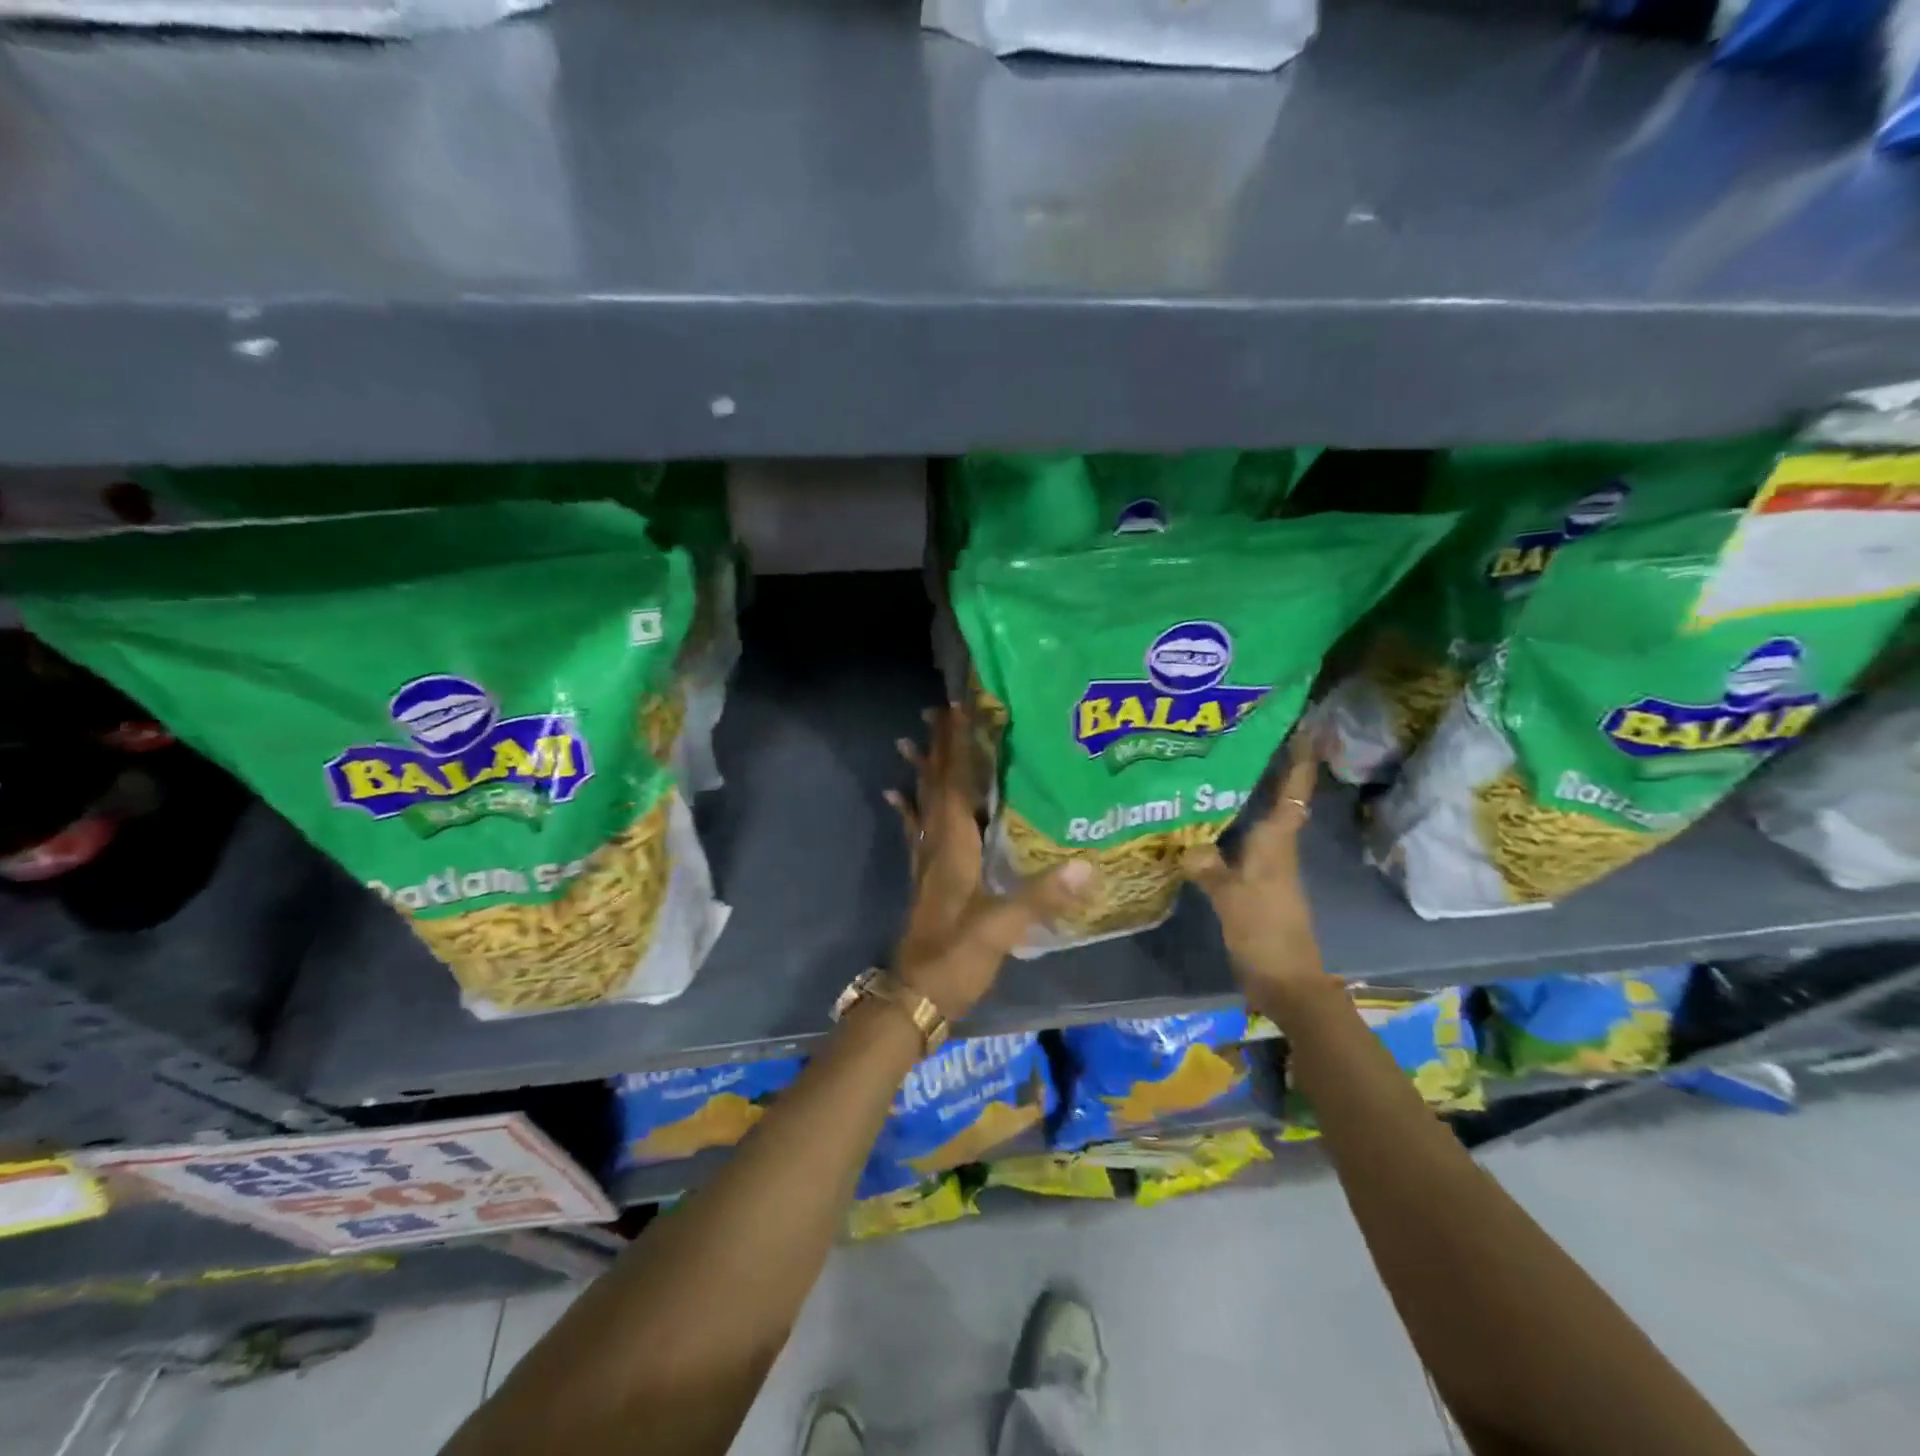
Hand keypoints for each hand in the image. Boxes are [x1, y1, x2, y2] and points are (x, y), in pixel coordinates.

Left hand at [885, 704, 1093, 1020]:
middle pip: (936, 785)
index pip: (955, 784)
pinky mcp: (924, 879)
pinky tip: (895, 795)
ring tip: (910, 740)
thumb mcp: (1001, 928)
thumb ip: (1042, 896)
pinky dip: (907, 809)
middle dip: (939, 746)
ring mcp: (927, 862)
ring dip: (920, 770)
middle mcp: (936, 845)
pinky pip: (915, 831)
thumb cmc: (956, 958)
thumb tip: (1089, 865)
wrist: (915, 997)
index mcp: (954, 847)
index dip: (958, 746)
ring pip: (923, 804)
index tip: (958, 708)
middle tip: (937, 710)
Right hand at [1181, 730, 1323, 991]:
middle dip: (1271, 767)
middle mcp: (1276, 848)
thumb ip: (1207, 866)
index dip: (1300, 760)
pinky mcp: (1256, 883)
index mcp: (1276, 844)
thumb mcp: (1231, 897)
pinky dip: (1228, 826)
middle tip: (1244, 736)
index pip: (1293, 793)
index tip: (1304, 726)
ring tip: (1218, 769)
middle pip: (1279, 799)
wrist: (1286, 981)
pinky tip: (1203, 822)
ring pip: (1259, 819)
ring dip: (1249, 795)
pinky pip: (1242, 842)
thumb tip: (1184, 842)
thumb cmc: (1264, 932)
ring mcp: (1268, 866)